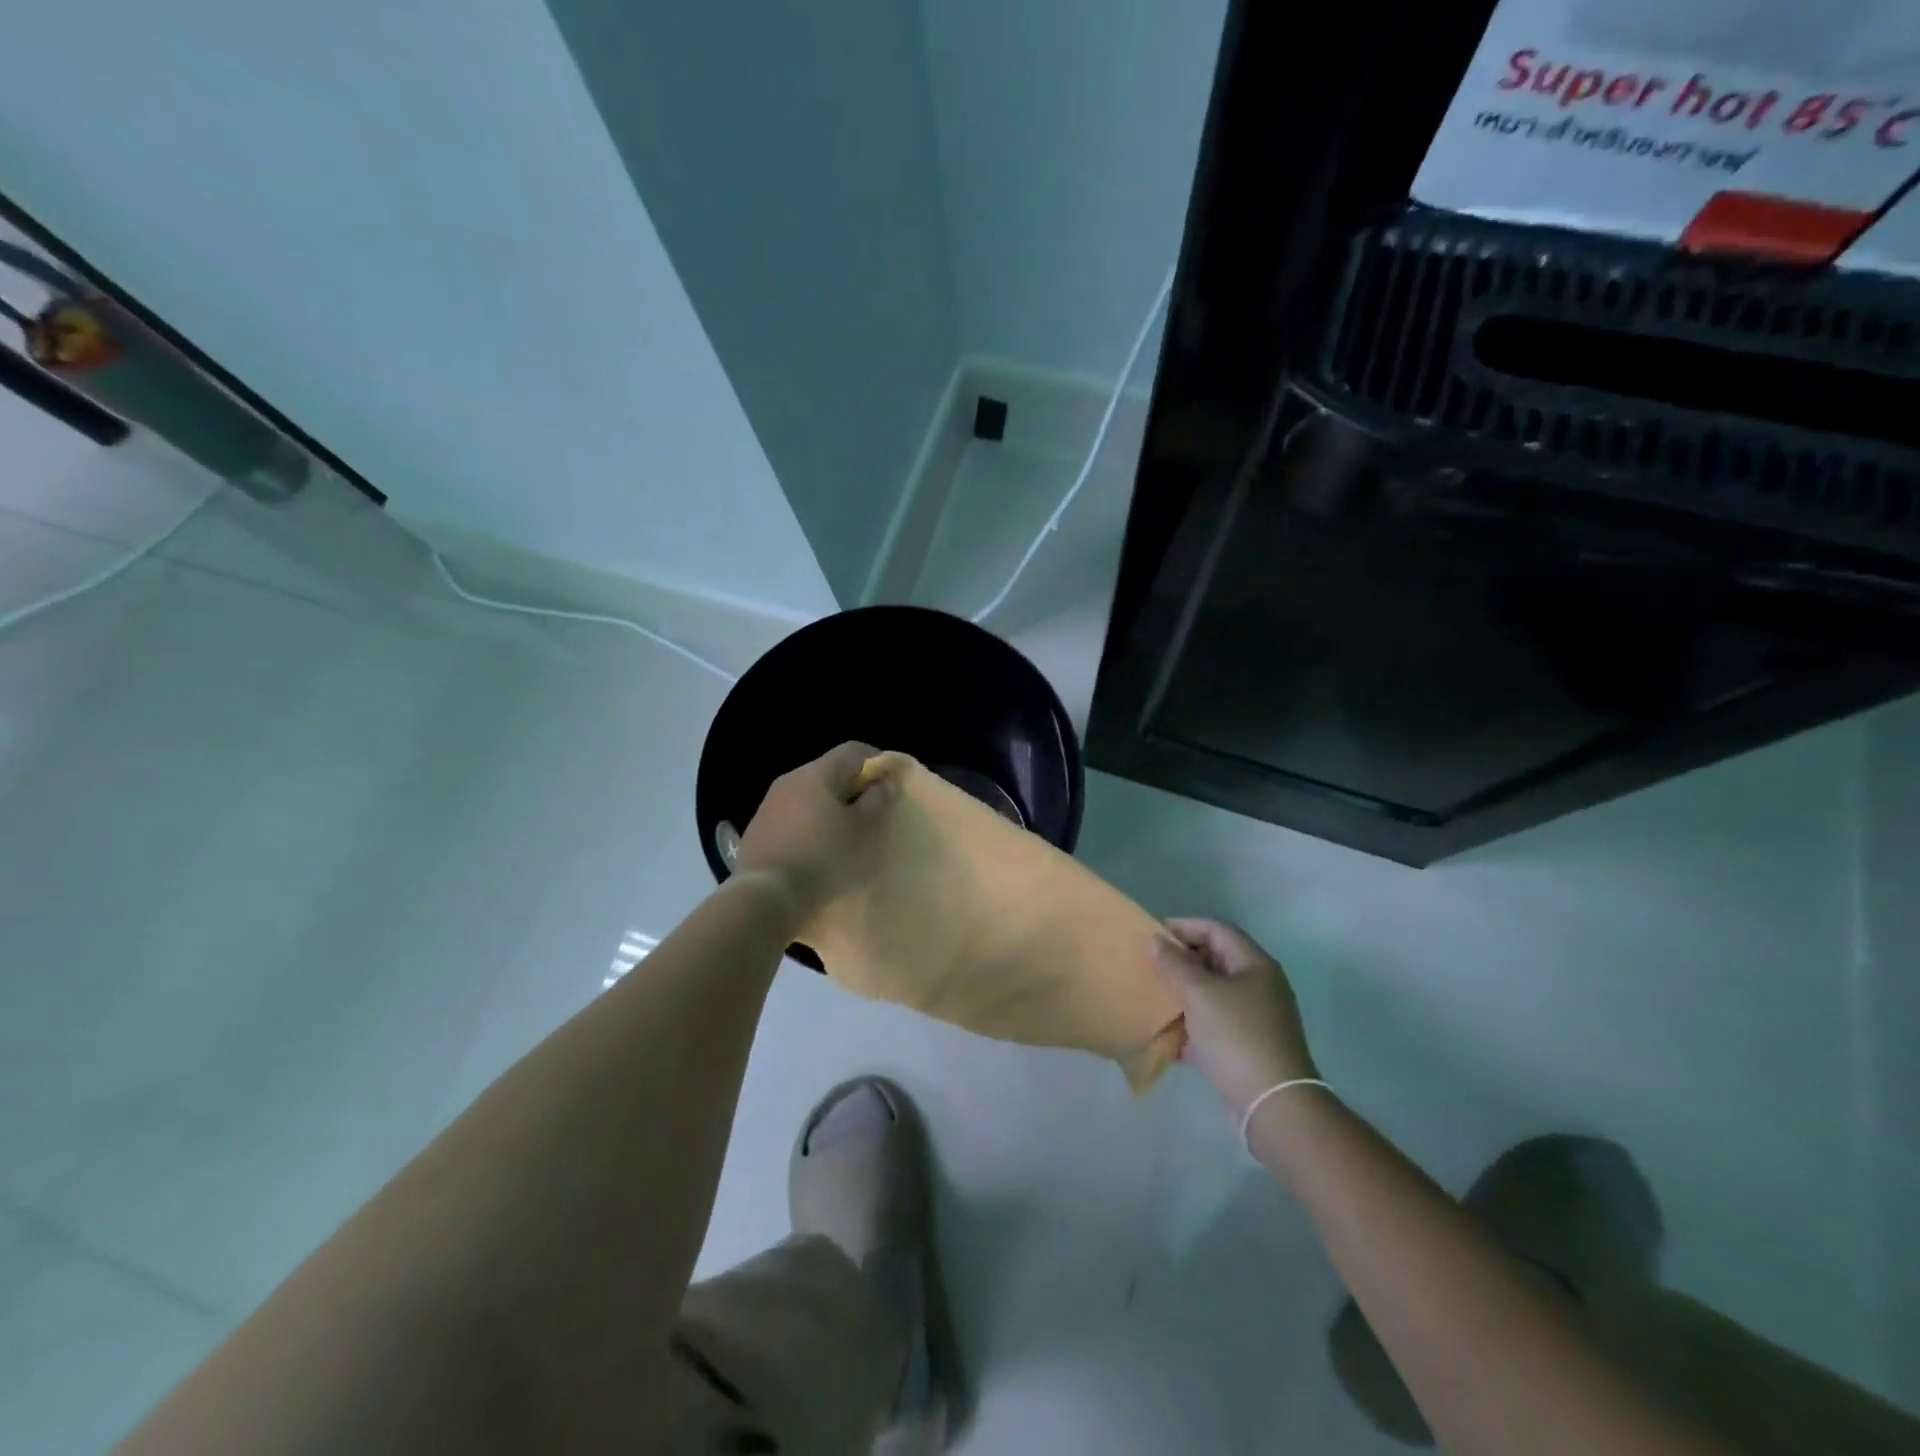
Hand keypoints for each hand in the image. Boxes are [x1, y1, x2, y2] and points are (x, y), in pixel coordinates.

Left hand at [734, 742, 898, 923]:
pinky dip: (809, 822)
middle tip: (871, 810)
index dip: (876, 760)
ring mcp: (770, 802)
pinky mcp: (758, 827)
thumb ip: (877, 801)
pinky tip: (816, 847)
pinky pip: (792, 814)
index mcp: (818, 772)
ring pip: (809, 793)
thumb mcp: (862, 830)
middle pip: (829, 770)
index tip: (890, 781)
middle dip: (852, 785)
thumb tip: (885, 781)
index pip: (852, 750)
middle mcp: (791, 778)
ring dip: (829, 805)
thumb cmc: (823, 857)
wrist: (765, 894)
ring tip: (844, 831)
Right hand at [1155, 918, 1317, 1116]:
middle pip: (1215, 960)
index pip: (1216, 929)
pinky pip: (1213, 1024)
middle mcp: (1259, 986)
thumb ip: (1174, 964)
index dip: (1184, 926)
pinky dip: (1191, 1024)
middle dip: (1181, 960)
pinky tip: (1166, 1032)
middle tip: (1149, 965)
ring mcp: (1255, 1018)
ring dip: (1183, 993)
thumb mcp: (1199, 994)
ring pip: (1212, 994)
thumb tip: (1155, 939)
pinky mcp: (1246, 1046)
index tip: (1152, 935)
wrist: (1272, 1105)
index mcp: (1254, 965)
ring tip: (1153, 996)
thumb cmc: (1236, 1037)